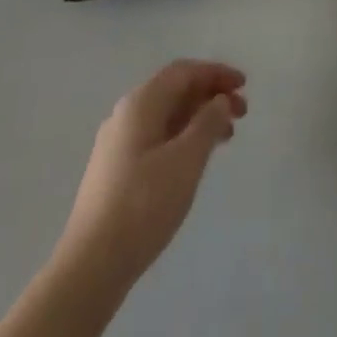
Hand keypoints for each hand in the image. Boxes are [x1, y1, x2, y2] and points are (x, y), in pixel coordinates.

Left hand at [55, 60, 246, 292]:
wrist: (91, 264)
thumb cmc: (143, 205)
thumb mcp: (186, 160)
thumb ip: (208, 123)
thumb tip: (220, 100)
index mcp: (140, 103)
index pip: (183, 72)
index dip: (216, 73)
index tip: (245, 85)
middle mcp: (126, 114)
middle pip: (174, 90)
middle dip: (210, 95)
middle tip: (242, 112)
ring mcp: (118, 143)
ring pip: (166, 115)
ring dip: (198, 117)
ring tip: (227, 136)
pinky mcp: (116, 169)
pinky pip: (157, 136)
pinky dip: (183, 137)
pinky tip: (196, 158)